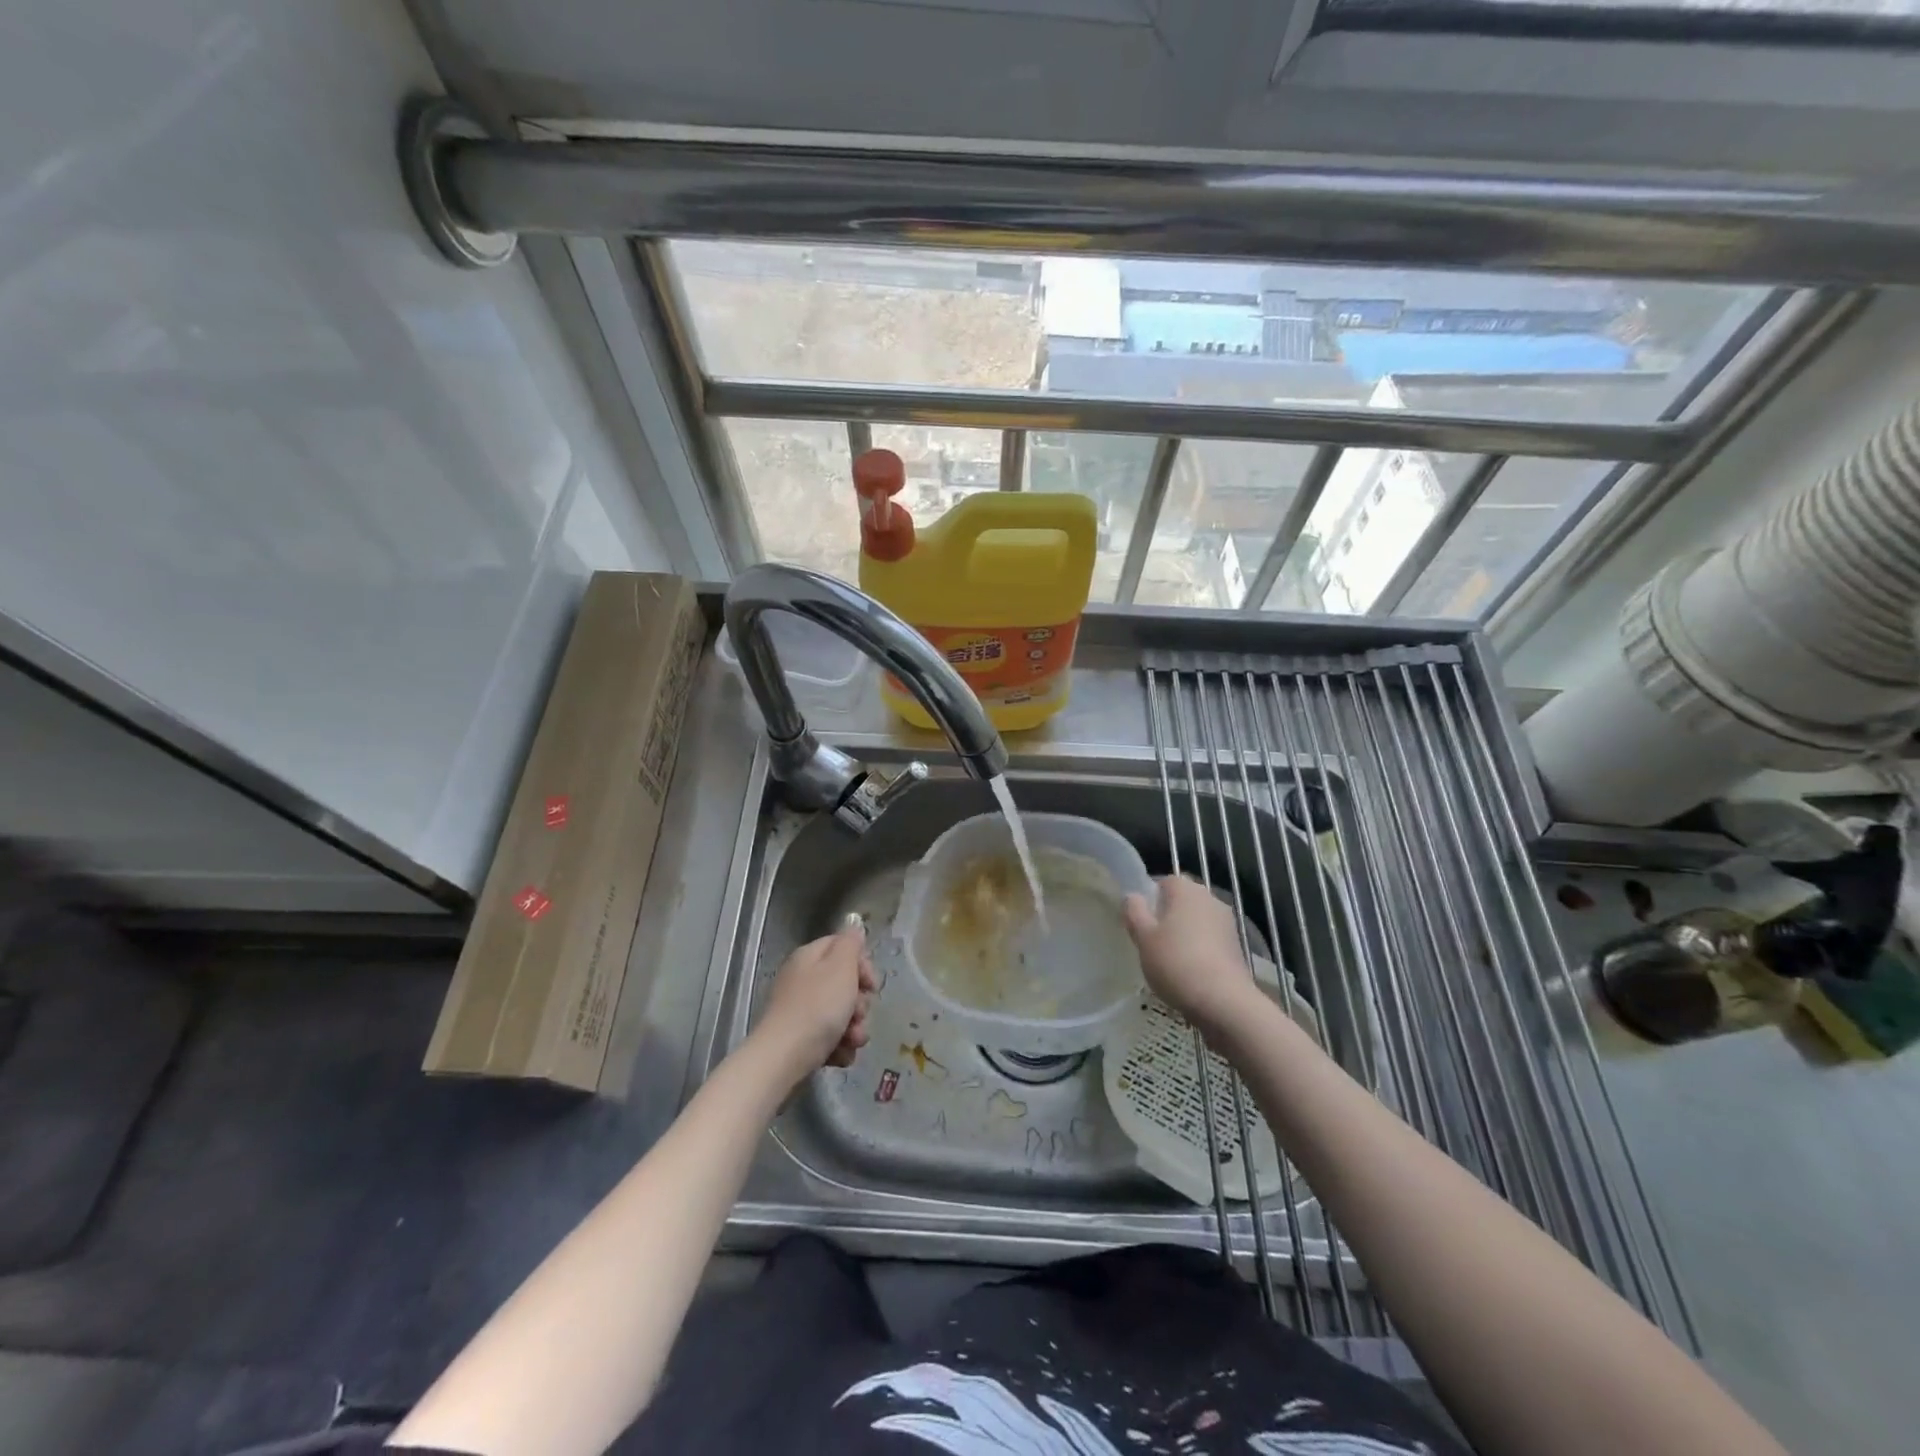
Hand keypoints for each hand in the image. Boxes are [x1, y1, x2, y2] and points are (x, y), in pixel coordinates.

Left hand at [757, 921, 876, 1078]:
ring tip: (851, 1040)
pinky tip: (839, 1055)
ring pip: (840, 1014)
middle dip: (859, 1002)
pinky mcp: (800, 1040)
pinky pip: (829, 1038)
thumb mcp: (841, 967)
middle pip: (844, 984)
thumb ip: (851, 942)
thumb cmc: (817, 1008)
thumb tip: (853, 923)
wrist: (783, 1059)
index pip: (843, 948)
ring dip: (853, 1028)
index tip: (871, 984)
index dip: (862, 964)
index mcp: (810, 957)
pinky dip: (838, 1047)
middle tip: (858, 1014)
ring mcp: (800, 1011)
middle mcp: (803, 980)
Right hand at [1123, 876, 1259, 1033]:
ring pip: (1197, 921)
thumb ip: (1134, 912)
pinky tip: (1189, 972)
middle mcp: (1210, 898)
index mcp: (1185, 889)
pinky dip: (1199, 950)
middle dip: (1167, 916)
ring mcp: (1227, 922)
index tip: (1140, 922)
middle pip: (1182, 901)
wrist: (1223, 1002)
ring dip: (1184, 934)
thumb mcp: (1143, 937)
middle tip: (1151, 941)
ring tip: (1169, 960)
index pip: (1163, 882)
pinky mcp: (1236, 946)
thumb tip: (1133, 897)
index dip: (1149, 899)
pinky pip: (1210, 940)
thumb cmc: (1176, 962)